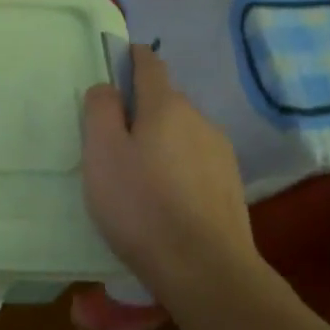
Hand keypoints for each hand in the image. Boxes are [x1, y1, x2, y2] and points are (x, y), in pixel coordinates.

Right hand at [81, 45, 256, 287]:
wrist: (205, 270)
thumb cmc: (141, 205)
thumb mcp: (102, 153)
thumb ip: (100, 110)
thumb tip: (107, 87)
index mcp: (165, 105)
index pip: (149, 64)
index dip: (130, 58)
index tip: (114, 64)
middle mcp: (199, 119)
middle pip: (164, 100)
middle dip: (140, 109)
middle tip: (111, 137)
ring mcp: (220, 153)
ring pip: (181, 133)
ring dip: (160, 141)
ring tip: (137, 174)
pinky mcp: (230, 186)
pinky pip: (195, 161)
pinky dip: (177, 167)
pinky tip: (164, 198)